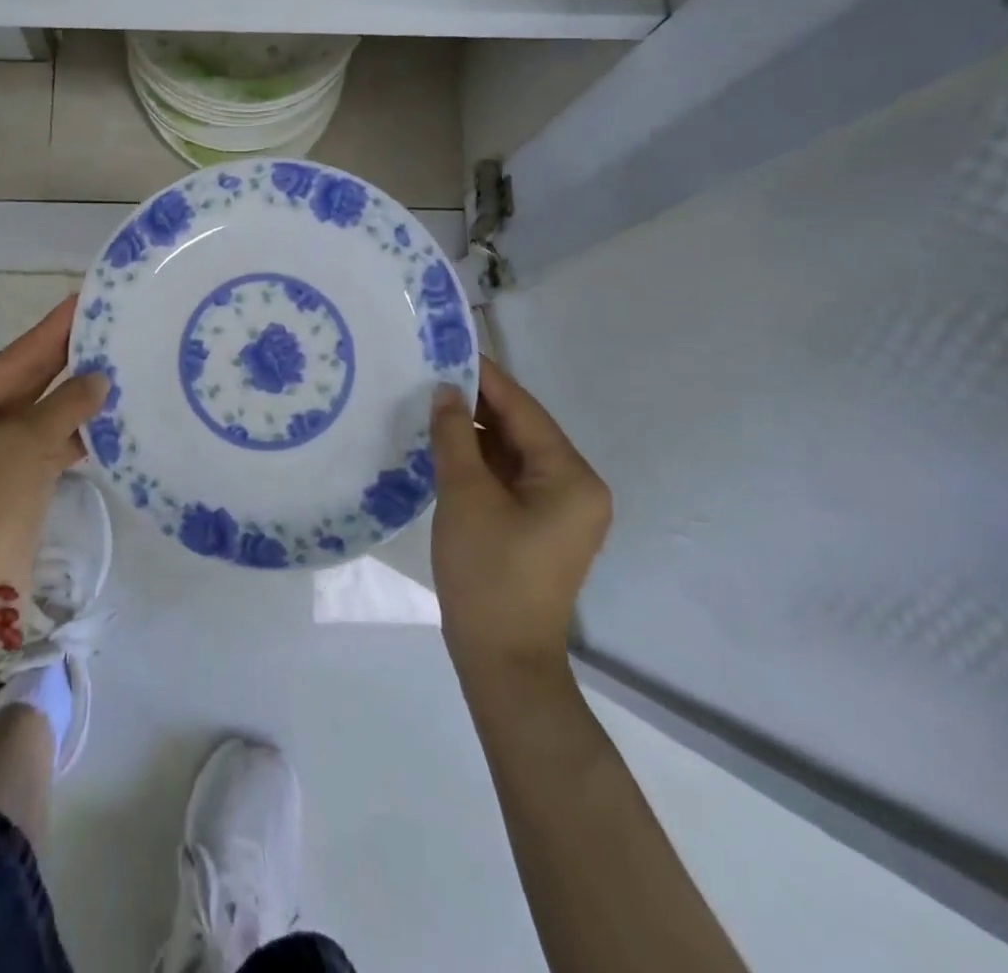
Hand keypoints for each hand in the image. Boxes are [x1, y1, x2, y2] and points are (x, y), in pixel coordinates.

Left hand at [0, 296, 107, 593]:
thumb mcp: (27, 444)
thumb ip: (66, 404)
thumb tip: (100, 379)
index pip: (10, 359)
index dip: (48, 331)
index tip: (80, 300)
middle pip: (23, 382)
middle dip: (64, 358)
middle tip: (103, 323)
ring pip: (37, 412)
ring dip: (73, 395)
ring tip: (113, 361)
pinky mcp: (9, 477)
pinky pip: (43, 441)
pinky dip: (71, 429)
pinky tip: (104, 412)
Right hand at [430, 357, 611, 673]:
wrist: (501, 659)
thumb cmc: (487, 573)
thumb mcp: (464, 495)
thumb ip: (456, 435)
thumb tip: (445, 391)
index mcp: (571, 477)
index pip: (524, 410)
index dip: (486, 377)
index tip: (449, 347)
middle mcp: (576, 487)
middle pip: (522, 429)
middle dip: (478, 403)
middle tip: (431, 373)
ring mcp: (560, 509)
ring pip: (514, 453)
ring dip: (476, 432)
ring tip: (431, 403)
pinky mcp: (540, 525)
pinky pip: (510, 478)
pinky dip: (480, 461)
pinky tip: (446, 445)